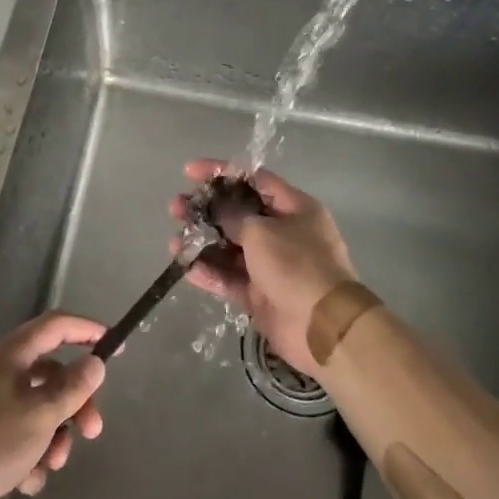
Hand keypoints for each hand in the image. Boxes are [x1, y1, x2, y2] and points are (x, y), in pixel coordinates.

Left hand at [0, 311, 106, 498]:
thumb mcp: (40, 415)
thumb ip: (73, 388)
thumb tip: (94, 363)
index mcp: (8, 354)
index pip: (55, 326)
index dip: (87, 330)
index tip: (115, 345)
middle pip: (51, 374)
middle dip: (75, 403)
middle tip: (93, 431)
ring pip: (38, 409)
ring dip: (53, 436)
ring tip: (51, 464)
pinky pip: (19, 435)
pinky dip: (30, 456)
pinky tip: (25, 482)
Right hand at [170, 160, 356, 381]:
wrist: (323, 327)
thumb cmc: (296, 265)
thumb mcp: (262, 232)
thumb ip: (233, 216)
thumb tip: (217, 208)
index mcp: (294, 208)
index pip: (254, 180)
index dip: (221, 173)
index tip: (189, 172)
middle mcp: (284, 232)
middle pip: (238, 214)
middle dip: (205, 210)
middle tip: (175, 208)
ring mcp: (271, 265)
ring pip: (230, 247)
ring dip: (202, 243)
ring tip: (175, 242)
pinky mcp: (260, 293)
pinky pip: (231, 277)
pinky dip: (210, 272)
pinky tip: (186, 268)